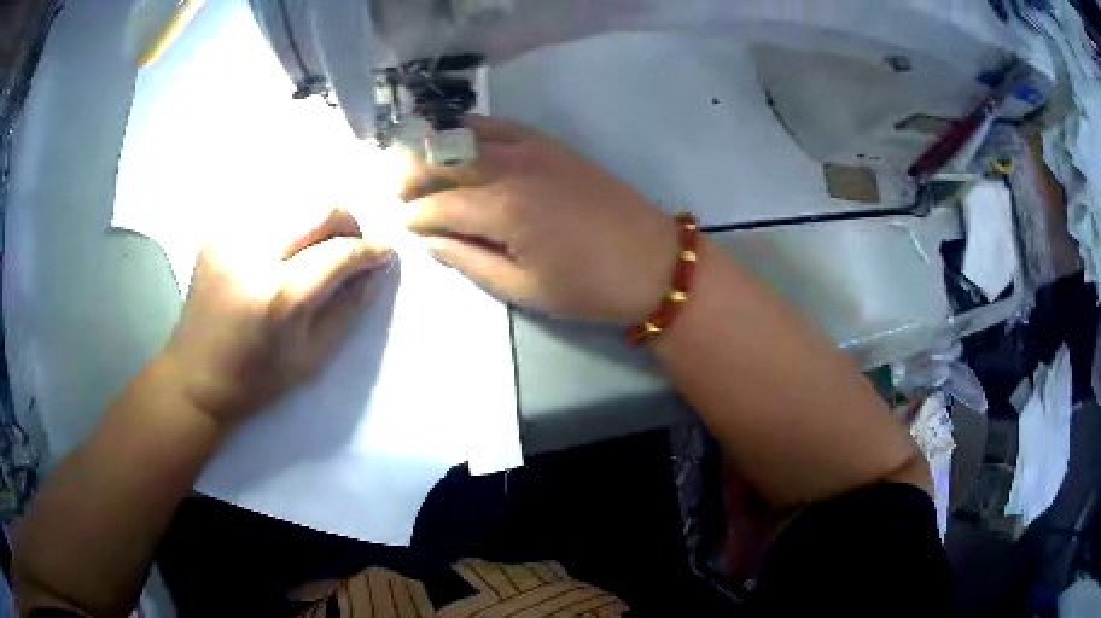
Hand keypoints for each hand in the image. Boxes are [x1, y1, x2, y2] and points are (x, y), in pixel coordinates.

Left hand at [163, 208, 391, 426]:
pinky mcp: (217, 233)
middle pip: (320, 209)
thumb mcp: (311, 358)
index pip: (340, 252)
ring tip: (316, 250)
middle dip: (348, 224)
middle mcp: (254, 255)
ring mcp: (231, 238)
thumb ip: (348, 309)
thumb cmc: (255, 380)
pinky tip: (282, 251)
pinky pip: (267, 211)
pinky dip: (287, 225)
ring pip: (295, 202)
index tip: (384, 254)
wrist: (194, 378)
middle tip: (351, 248)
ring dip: (316, 223)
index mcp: (279, 297)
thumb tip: (375, 270)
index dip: (370, 250)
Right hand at [404, 115, 678, 323]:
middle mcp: (511, 168)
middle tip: (395, 189)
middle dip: (413, 174)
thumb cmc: (588, 287)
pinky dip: (474, 128)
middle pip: (445, 161)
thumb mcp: (522, 287)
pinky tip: (460, 137)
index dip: (413, 216)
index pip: (438, 205)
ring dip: (436, 147)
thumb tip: (427, 240)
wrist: (654, 263)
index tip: (398, 225)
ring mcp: (534, 149)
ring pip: (469, 137)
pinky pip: (503, 125)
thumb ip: (468, 259)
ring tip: (417, 162)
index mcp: (502, 209)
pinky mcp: (552, 144)